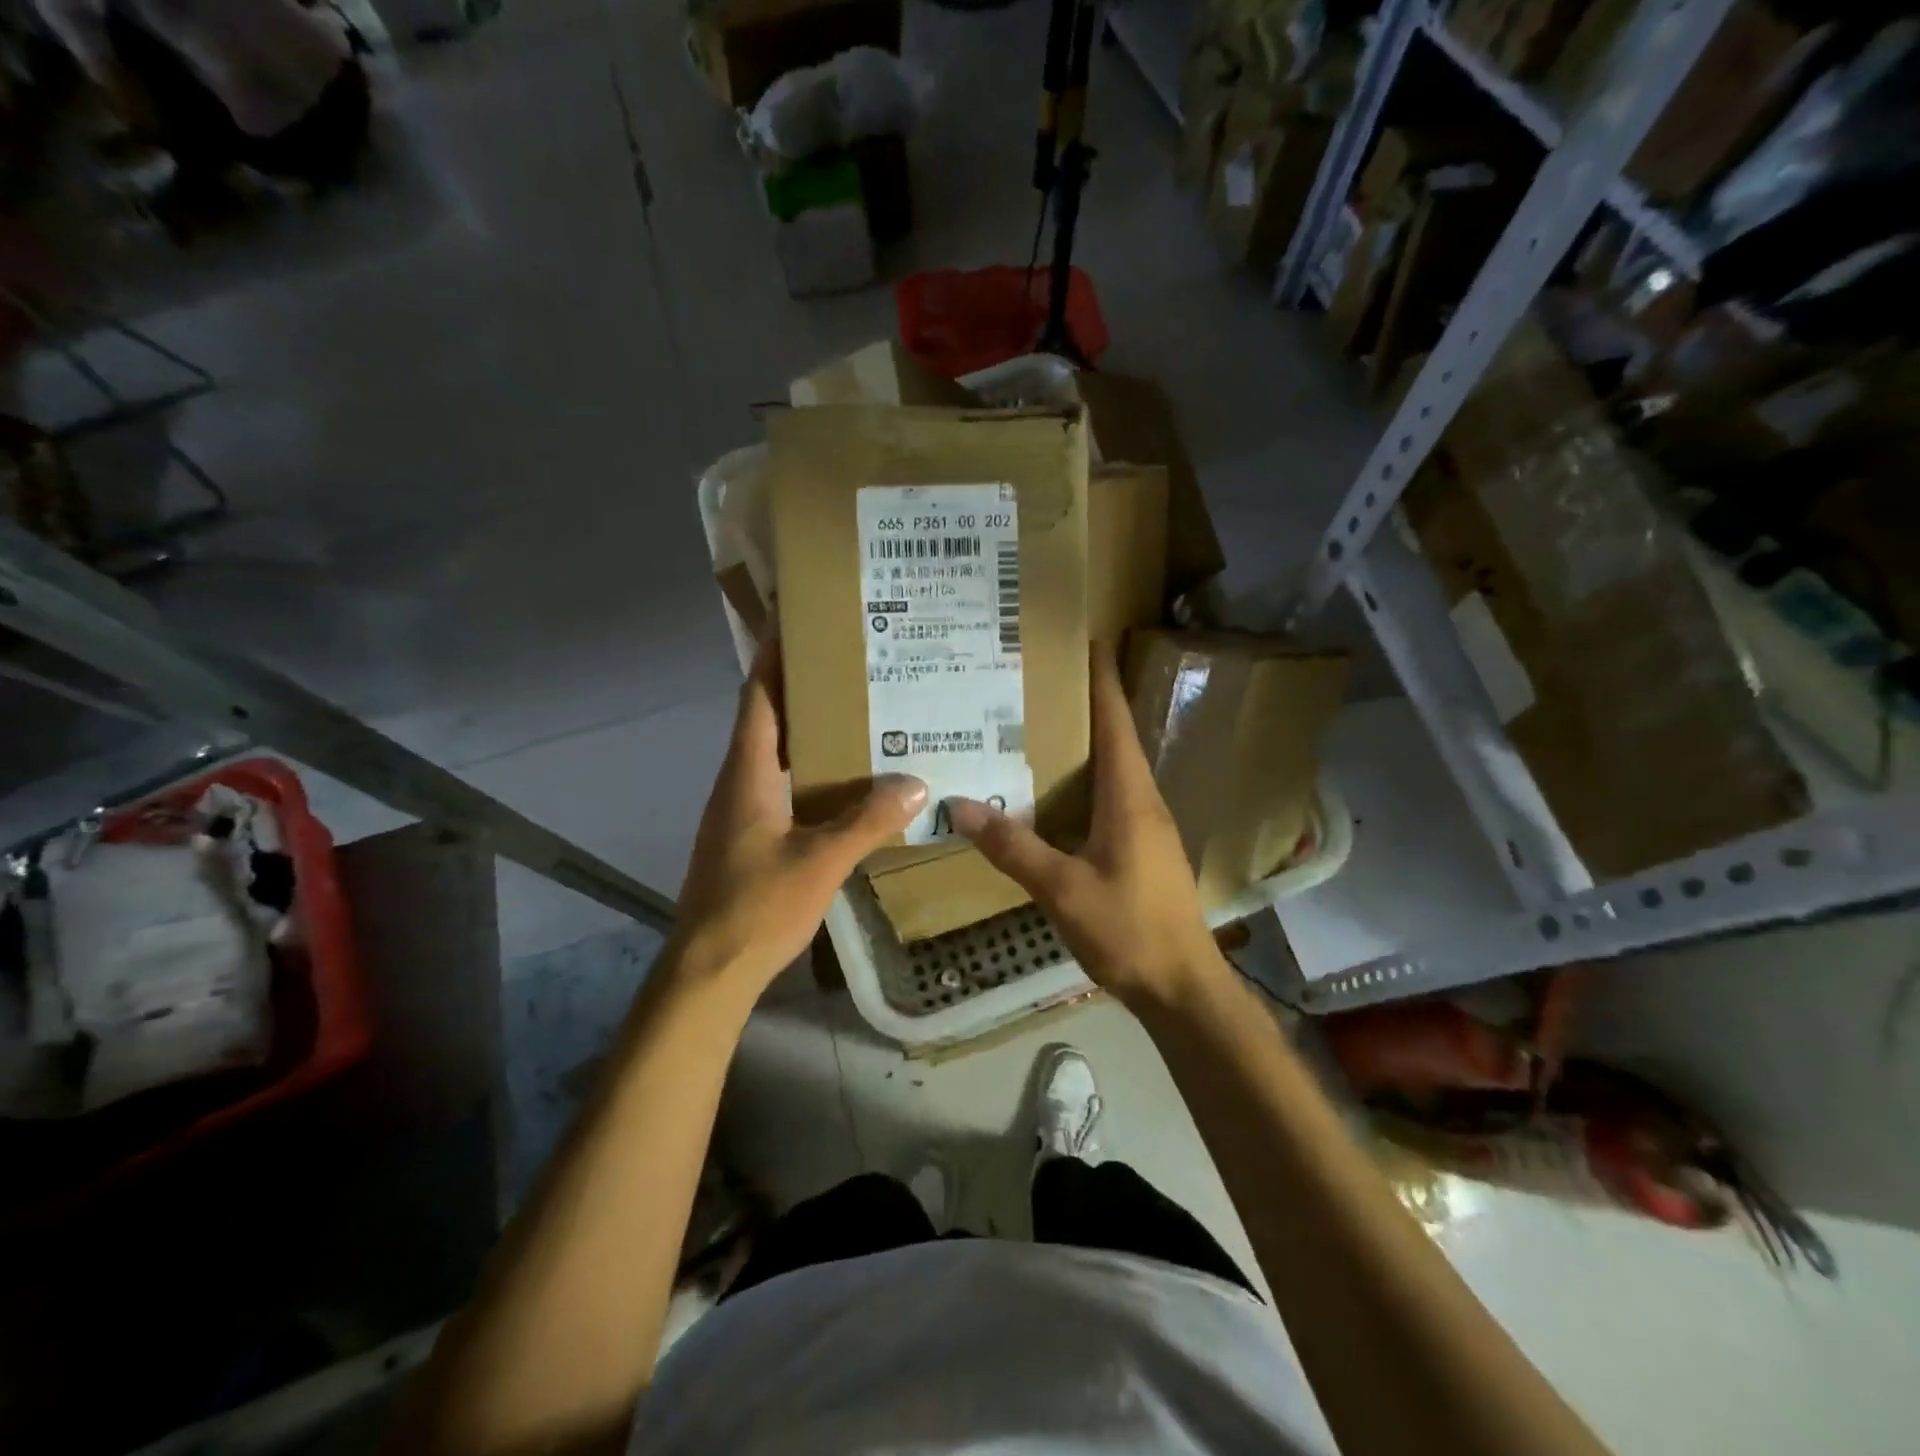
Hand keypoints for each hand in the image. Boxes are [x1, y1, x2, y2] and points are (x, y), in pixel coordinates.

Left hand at [672, 642, 926, 995]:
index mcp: (747, 774)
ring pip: (773, 754)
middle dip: (799, 686)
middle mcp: (738, 783)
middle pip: (765, 718)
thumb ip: (868, 821)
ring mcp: (739, 812)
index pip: (757, 698)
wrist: (708, 971)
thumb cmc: (757, 906)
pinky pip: (779, 786)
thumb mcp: (822, 861)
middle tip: (848, 664)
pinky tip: (843, 781)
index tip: (793, 619)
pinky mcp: (747, 838)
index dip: (772, 655)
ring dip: (805, 729)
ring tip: (854, 714)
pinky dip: (807, 770)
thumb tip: (916, 783)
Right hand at [947, 647, 1223, 1006]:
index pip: (1116, 723)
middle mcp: (1144, 802)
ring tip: (1041, 730)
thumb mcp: (1061, 888)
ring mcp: (1149, 828)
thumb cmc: (1128, 930)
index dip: (1103, 681)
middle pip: (1117, 739)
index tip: (1088, 642)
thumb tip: (961, 805)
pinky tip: (1058, 796)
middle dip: (1086, 706)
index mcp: (1130, 797)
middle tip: (1041, 685)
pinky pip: (1114, 799)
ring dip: (1086, 745)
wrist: (1183, 987)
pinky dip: (1087, 781)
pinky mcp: (1145, 851)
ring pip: (1115, 771)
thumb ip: (1012, 846)